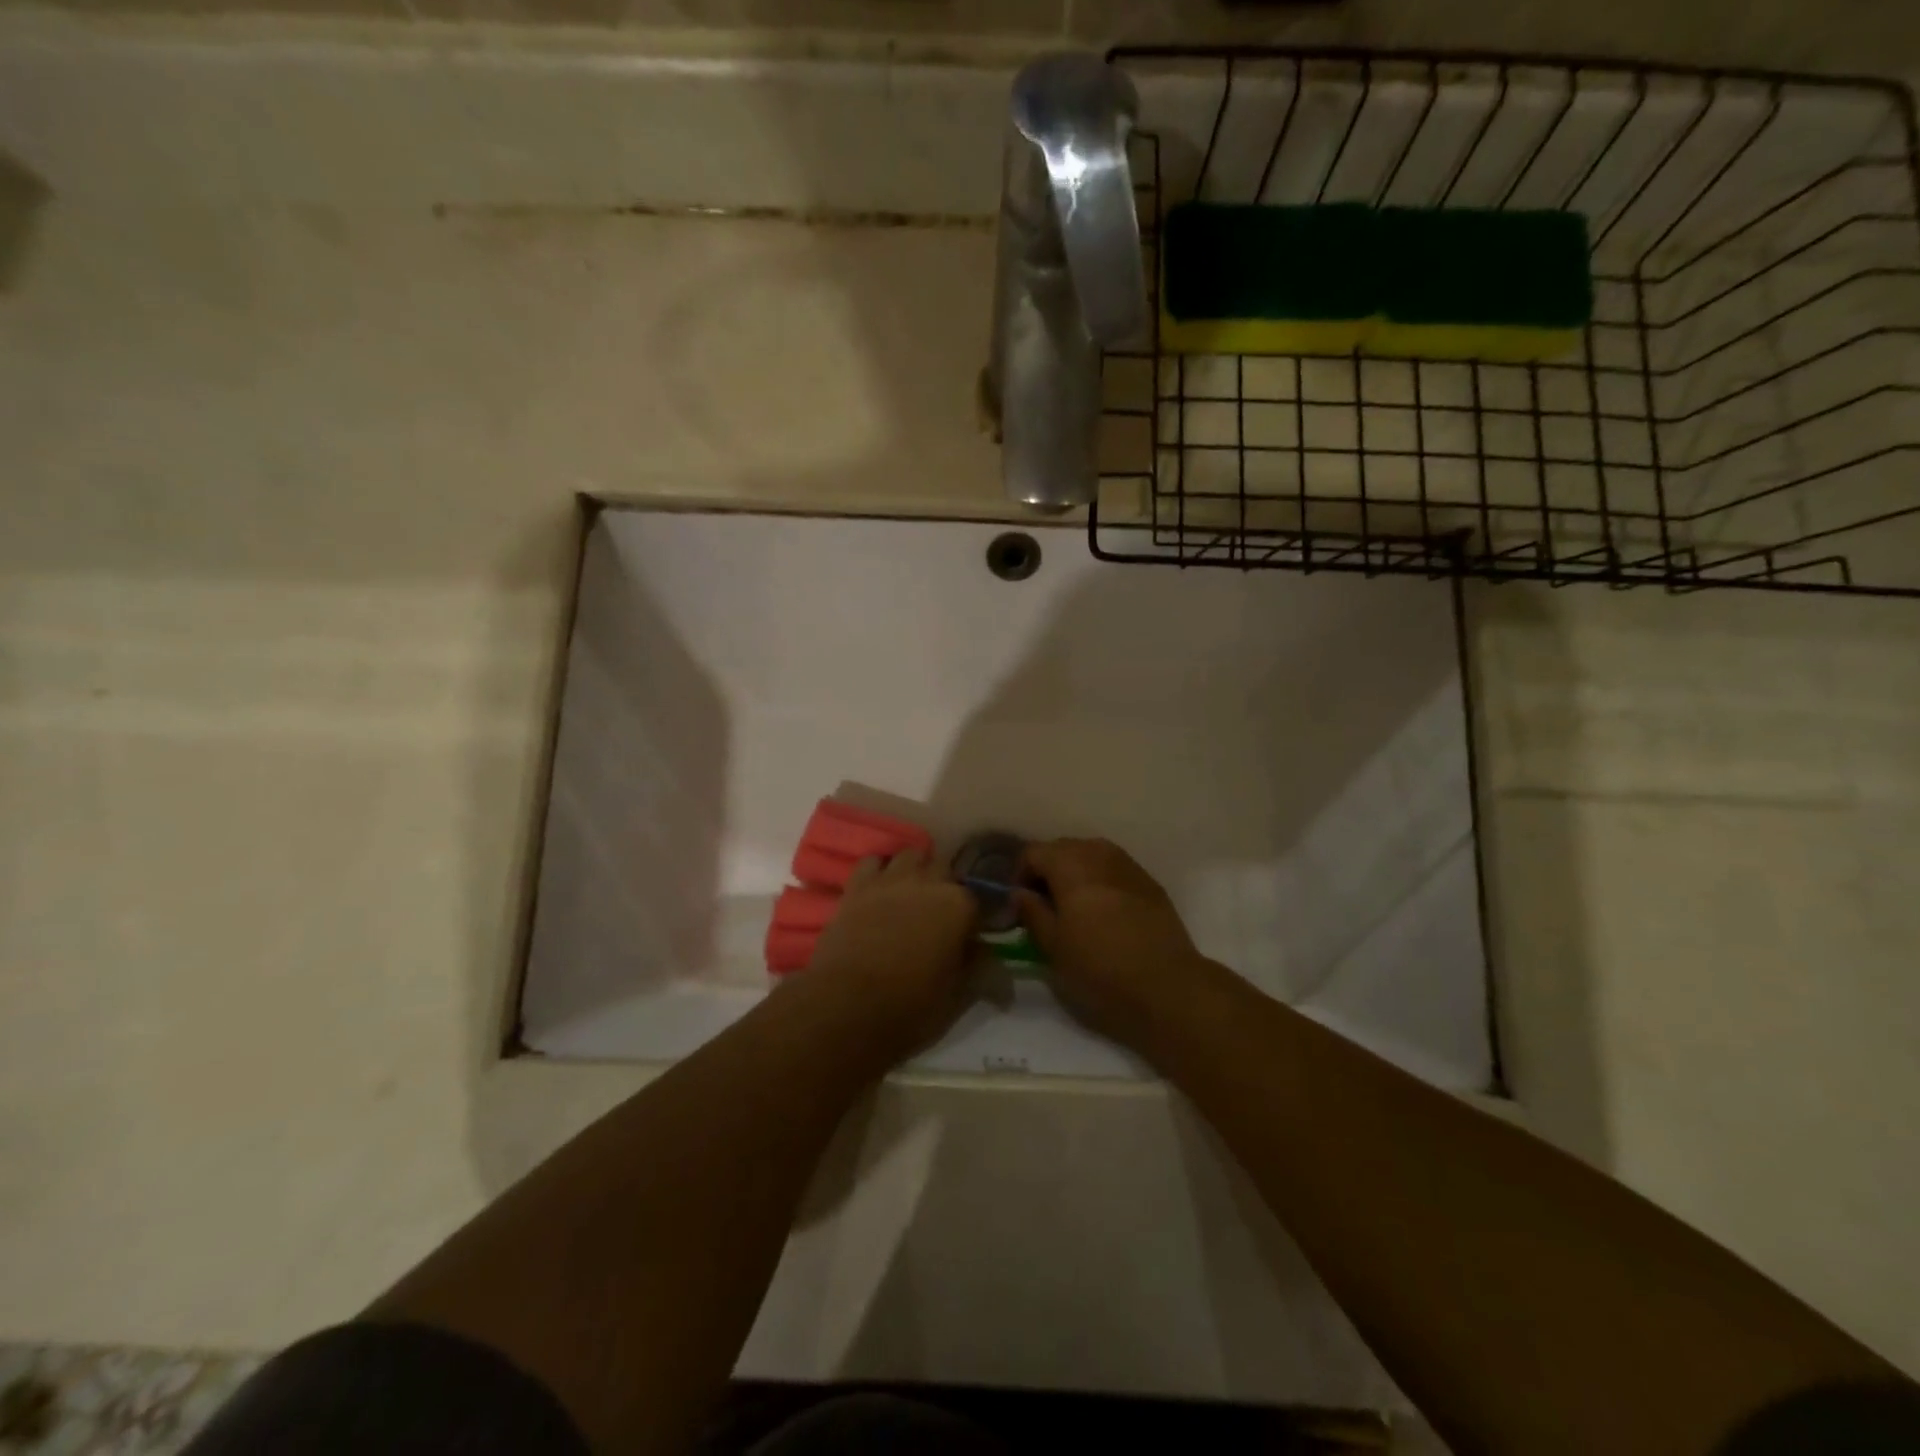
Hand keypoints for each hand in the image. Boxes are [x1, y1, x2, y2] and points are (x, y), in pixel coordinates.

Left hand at [803, 849, 977, 1065]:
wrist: (844, 1008)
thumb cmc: (910, 1008)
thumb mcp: (958, 998)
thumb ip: (981, 971)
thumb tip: (997, 966)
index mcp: (960, 905)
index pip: (981, 900)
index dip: (978, 918)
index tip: (974, 936)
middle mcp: (928, 882)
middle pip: (946, 869)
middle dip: (947, 888)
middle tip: (943, 918)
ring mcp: (890, 880)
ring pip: (911, 856)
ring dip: (916, 872)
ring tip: (912, 899)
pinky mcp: (857, 886)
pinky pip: (872, 862)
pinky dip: (879, 871)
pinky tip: (880, 892)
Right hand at [1017, 838, 1227, 1057]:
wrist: (1167, 985)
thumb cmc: (1100, 967)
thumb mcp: (1053, 946)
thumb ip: (1031, 912)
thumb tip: (1019, 894)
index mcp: (1070, 864)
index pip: (1033, 852)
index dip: (1019, 876)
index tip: (1020, 905)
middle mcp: (1099, 853)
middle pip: (1062, 848)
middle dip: (1047, 871)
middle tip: (1043, 906)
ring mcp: (1128, 865)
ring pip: (1090, 855)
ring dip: (1075, 873)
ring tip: (1073, 908)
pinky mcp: (1149, 882)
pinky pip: (1114, 869)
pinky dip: (1100, 881)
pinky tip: (1103, 912)